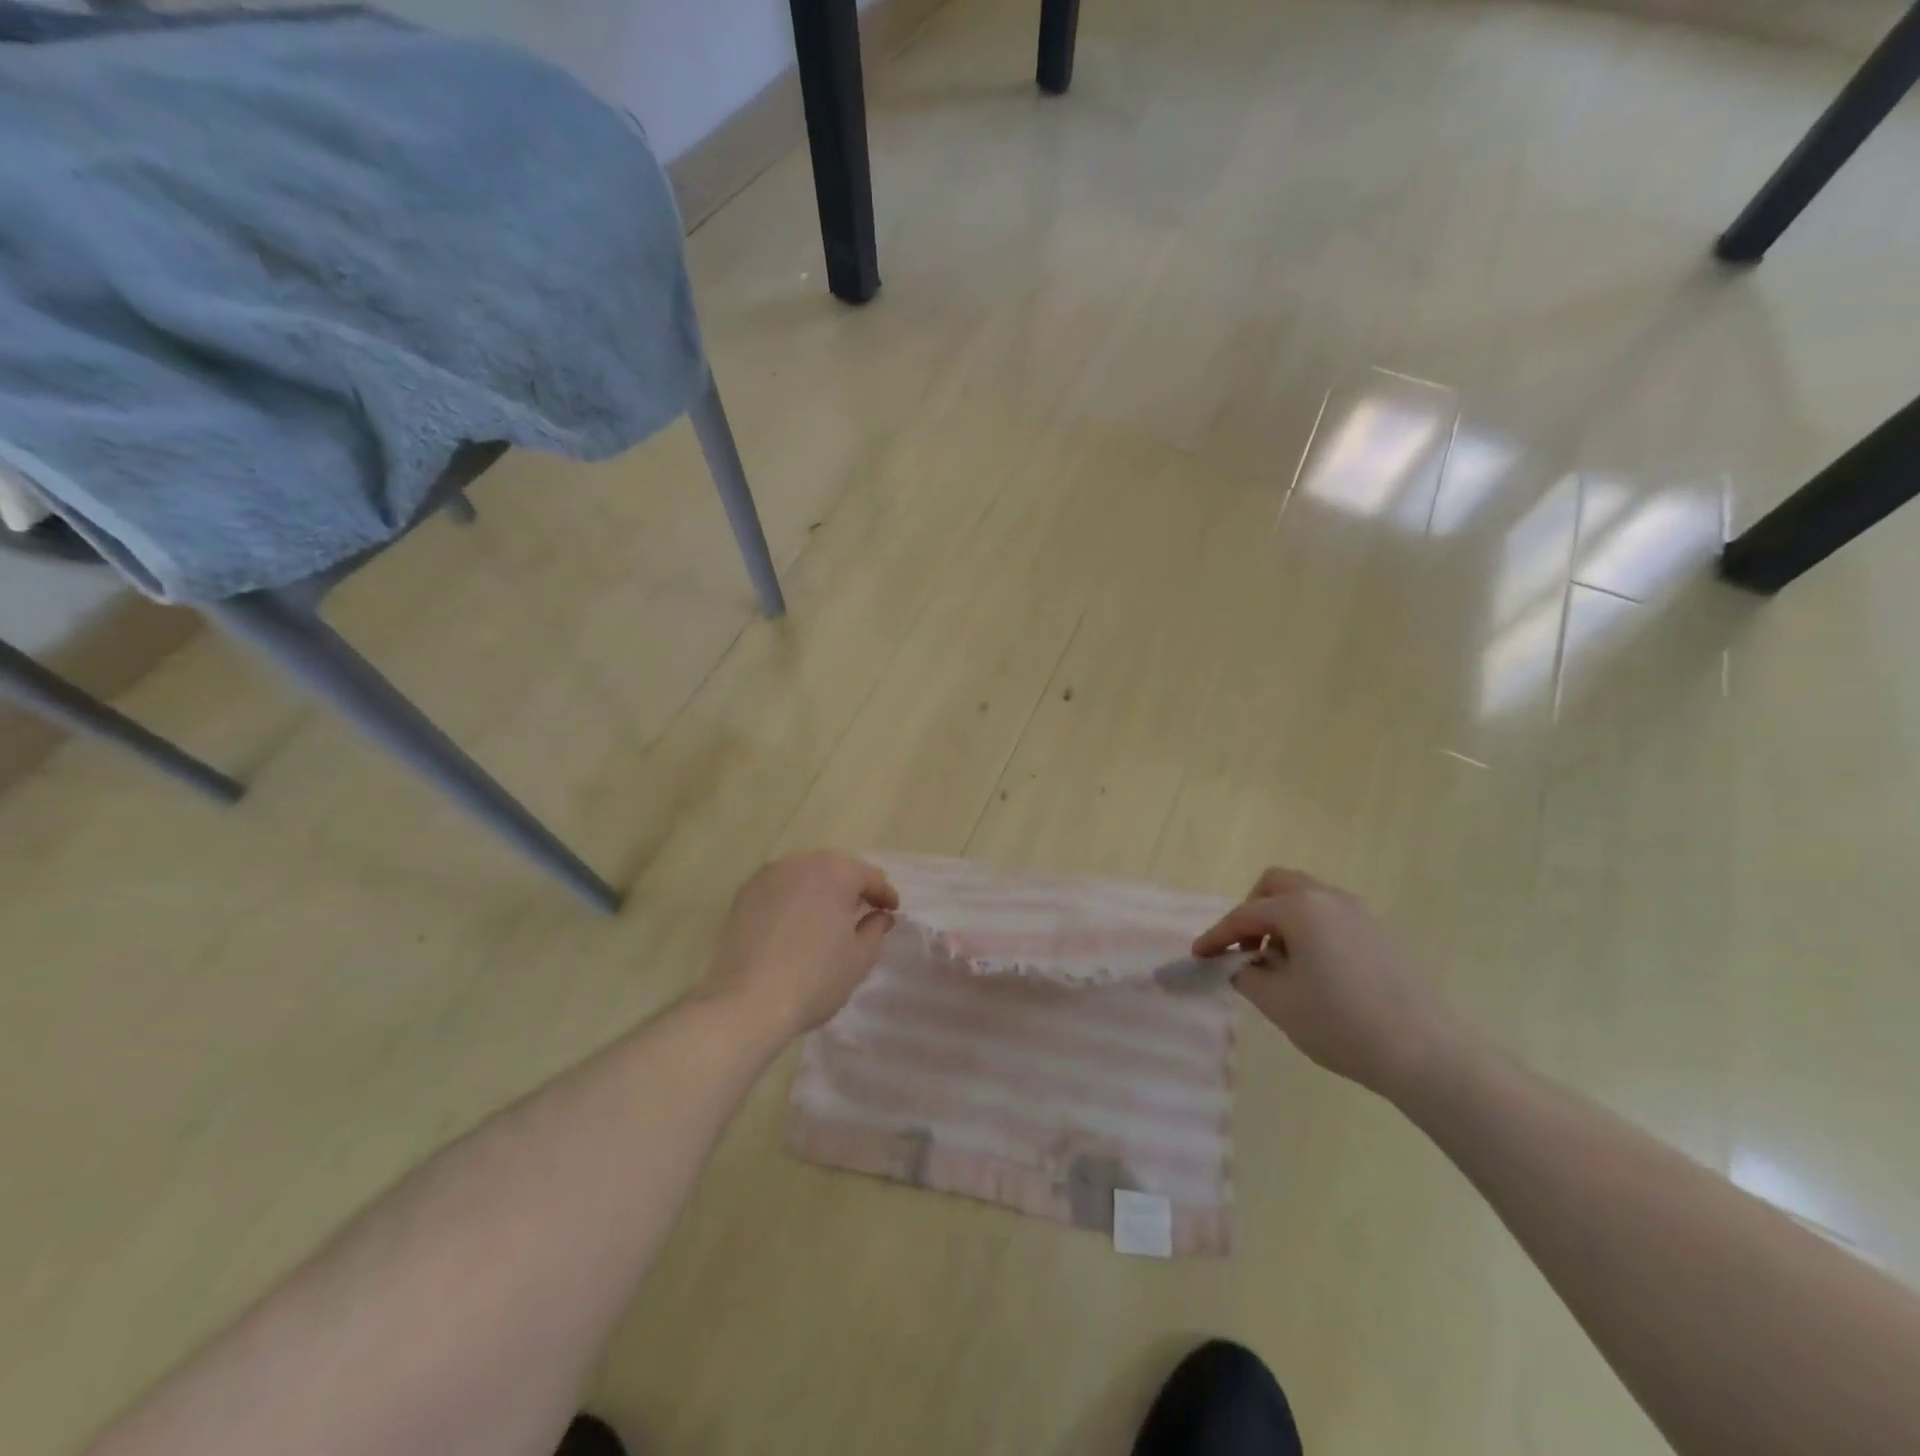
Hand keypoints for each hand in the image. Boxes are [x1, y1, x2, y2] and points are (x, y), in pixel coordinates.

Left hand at [699, 852, 898, 1042]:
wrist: (747, 1002)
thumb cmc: (814, 979)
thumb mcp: (860, 958)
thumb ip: (876, 929)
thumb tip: (880, 916)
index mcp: (835, 872)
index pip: (869, 876)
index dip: (884, 894)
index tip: (892, 911)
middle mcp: (801, 862)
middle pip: (835, 869)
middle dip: (851, 888)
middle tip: (863, 912)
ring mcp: (768, 876)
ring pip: (804, 876)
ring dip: (820, 891)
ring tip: (827, 917)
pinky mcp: (744, 894)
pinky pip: (780, 889)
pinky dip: (793, 899)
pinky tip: (795, 924)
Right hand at [1194, 868, 1458, 1100]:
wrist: (1426, 1054)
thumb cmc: (1341, 1024)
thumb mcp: (1278, 1002)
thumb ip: (1246, 975)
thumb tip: (1240, 964)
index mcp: (1300, 908)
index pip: (1245, 916)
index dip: (1217, 936)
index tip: (1199, 956)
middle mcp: (1329, 898)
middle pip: (1277, 886)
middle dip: (1253, 912)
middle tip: (1246, 949)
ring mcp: (1359, 914)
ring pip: (1306, 898)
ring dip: (1282, 920)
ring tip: (1278, 965)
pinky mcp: (1379, 934)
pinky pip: (1329, 916)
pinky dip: (1308, 930)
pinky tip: (1312, 971)